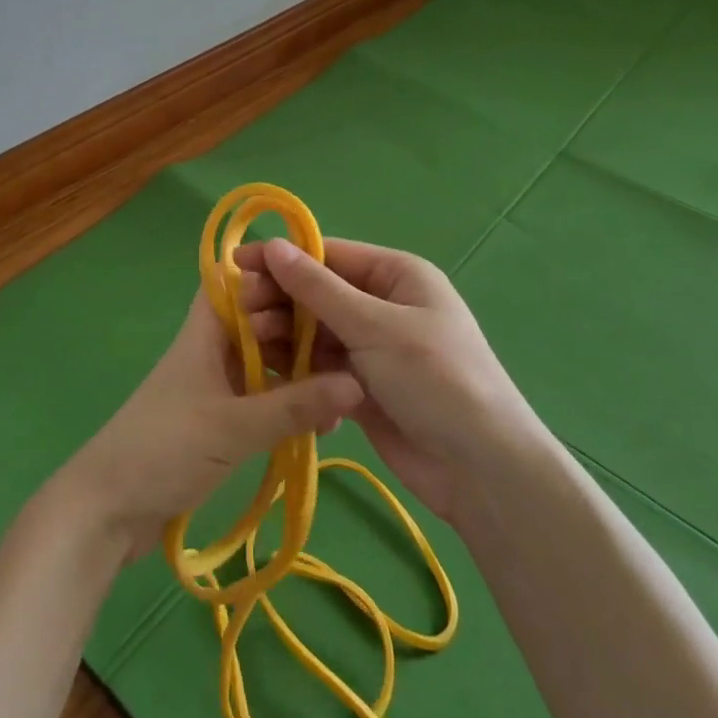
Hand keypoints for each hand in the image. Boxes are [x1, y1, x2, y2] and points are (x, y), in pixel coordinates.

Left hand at [50, 287, 363, 560]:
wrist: (108, 508)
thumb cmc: (166, 449)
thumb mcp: (235, 427)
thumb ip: (294, 406)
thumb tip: (357, 383)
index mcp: (207, 330)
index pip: (241, 281)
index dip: (278, 276)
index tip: (327, 285)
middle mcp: (212, 348)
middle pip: (261, 320)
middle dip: (301, 328)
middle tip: (353, 345)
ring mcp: (215, 383)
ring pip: (265, 360)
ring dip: (300, 370)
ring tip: (347, 390)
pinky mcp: (219, 416)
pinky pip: (262, 396)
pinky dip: (288, 402)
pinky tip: (322, 422)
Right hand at [229, 238, 537, 519]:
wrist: (482, 470)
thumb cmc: (435, 379)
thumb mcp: (375, 327)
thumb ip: (318, 289)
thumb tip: (273, 246)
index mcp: (396, 275)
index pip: (328, 255)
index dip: (281, 259)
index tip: (235, 266)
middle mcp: (382, 304)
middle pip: (317, 293)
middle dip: (279, 300)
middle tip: (238, 312)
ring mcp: (372, 347)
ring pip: (314, 331)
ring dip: (283, 335)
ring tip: (250, 343)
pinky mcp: (361, 385)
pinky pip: (320, 366)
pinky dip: (297, 367)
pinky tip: (269, 373)